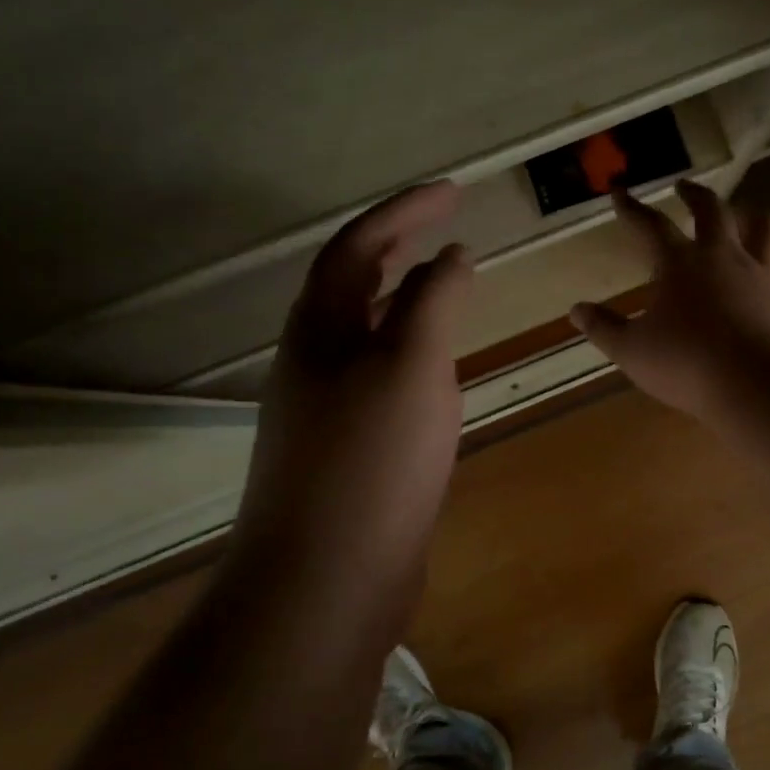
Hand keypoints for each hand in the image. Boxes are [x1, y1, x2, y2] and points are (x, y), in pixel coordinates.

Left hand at [233, 181, 471, 595]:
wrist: (327, 579)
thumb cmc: (372, 463)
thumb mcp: (412, 368)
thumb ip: (433, 303)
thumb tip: (450, 255)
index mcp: (319, 331)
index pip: (359, 246)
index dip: (406, 211)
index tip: (456, 191)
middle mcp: (313, 362)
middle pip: (352, 285)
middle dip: (399, 248)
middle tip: (448, 230)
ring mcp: (326, 410)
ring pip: (366, 335)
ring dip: (404, 302)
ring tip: (448, 289)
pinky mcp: (347, 451)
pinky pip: (380, 380)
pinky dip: (411, 356)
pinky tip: (438, 374)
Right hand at [570, 181, 769, 421]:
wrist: (753, 385)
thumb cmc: (685, 365)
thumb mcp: (631, 350)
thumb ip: (603, 327)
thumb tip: (576, 310)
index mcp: (680, 264)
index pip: (650, 226)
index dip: (632, 209)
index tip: (620, 193)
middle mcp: (725, 257)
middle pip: (714, 210)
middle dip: (696, 195)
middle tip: (685, 188)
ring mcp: (764, 275)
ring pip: (767, 229)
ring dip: (754, 217)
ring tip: (746, 215)